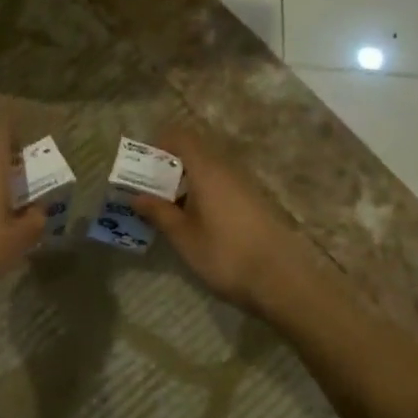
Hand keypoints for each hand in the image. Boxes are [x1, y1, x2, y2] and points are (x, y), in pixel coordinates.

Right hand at [133, 123, 305, 313]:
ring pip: (209, 170)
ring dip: (186, 181)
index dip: (159, 144)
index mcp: (207, 169)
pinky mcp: (255, 202)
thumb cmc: (225, 255)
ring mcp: (245, 185)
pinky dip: (204, 193)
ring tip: (169, 209)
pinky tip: (196, 221)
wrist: (281, 280)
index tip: (142, 166)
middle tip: (149, 190)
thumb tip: (137, 196)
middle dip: (169, 166)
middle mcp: (227, 169)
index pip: (181, 137)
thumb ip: (159, 212)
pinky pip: (222, 185)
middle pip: (195, 152)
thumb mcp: (184, 237)